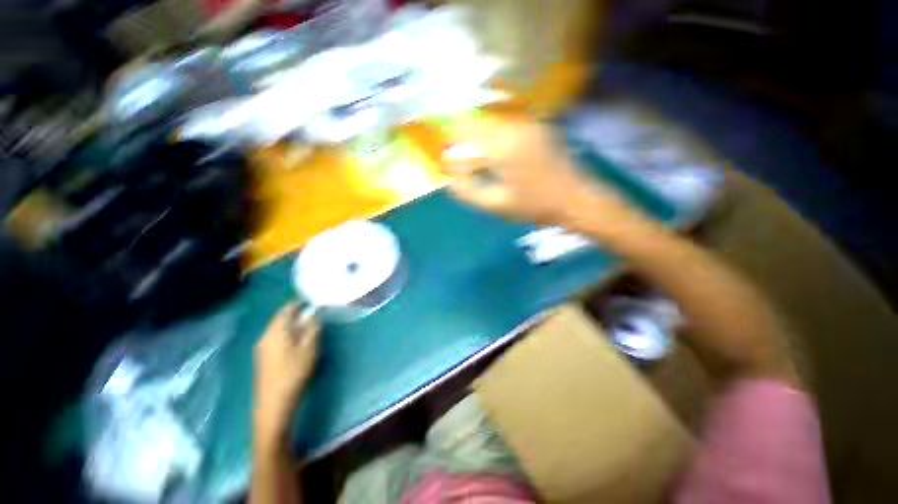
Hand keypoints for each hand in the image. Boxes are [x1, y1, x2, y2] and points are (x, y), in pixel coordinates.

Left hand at [254, 304, 319, 443]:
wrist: (274, 405)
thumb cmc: (294, 373)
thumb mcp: (310, 348)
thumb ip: (313, 328)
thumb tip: (313, 314)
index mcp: (276, 331)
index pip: (286, 309)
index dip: (299, 302)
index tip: (312, 299)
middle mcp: (265, 336)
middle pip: (280, 318)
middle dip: (296, 313)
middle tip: (313, 311)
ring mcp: (262, 348)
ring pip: (278, 329)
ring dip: (292, 324)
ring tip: (308, 324)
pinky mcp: (263, 358)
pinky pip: (276, 338)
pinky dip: (287, 333)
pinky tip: (297, 340)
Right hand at [443, 119, 637, 234]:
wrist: (575, 200)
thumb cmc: (534, 207)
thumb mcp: (496, 205)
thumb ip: (468, 192)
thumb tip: (449, 179)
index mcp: (503, 148)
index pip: (467, 130)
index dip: (449, 131)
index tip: (439, 141)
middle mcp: (515, 128)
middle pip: (479, 124)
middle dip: (463, 137)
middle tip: (456, 155)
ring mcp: (529, 126)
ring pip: (493, 125)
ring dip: (479, 138)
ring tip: (475, 158)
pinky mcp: (538, 129)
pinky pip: (508, 128)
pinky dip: (495, 138)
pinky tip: (496, 155)